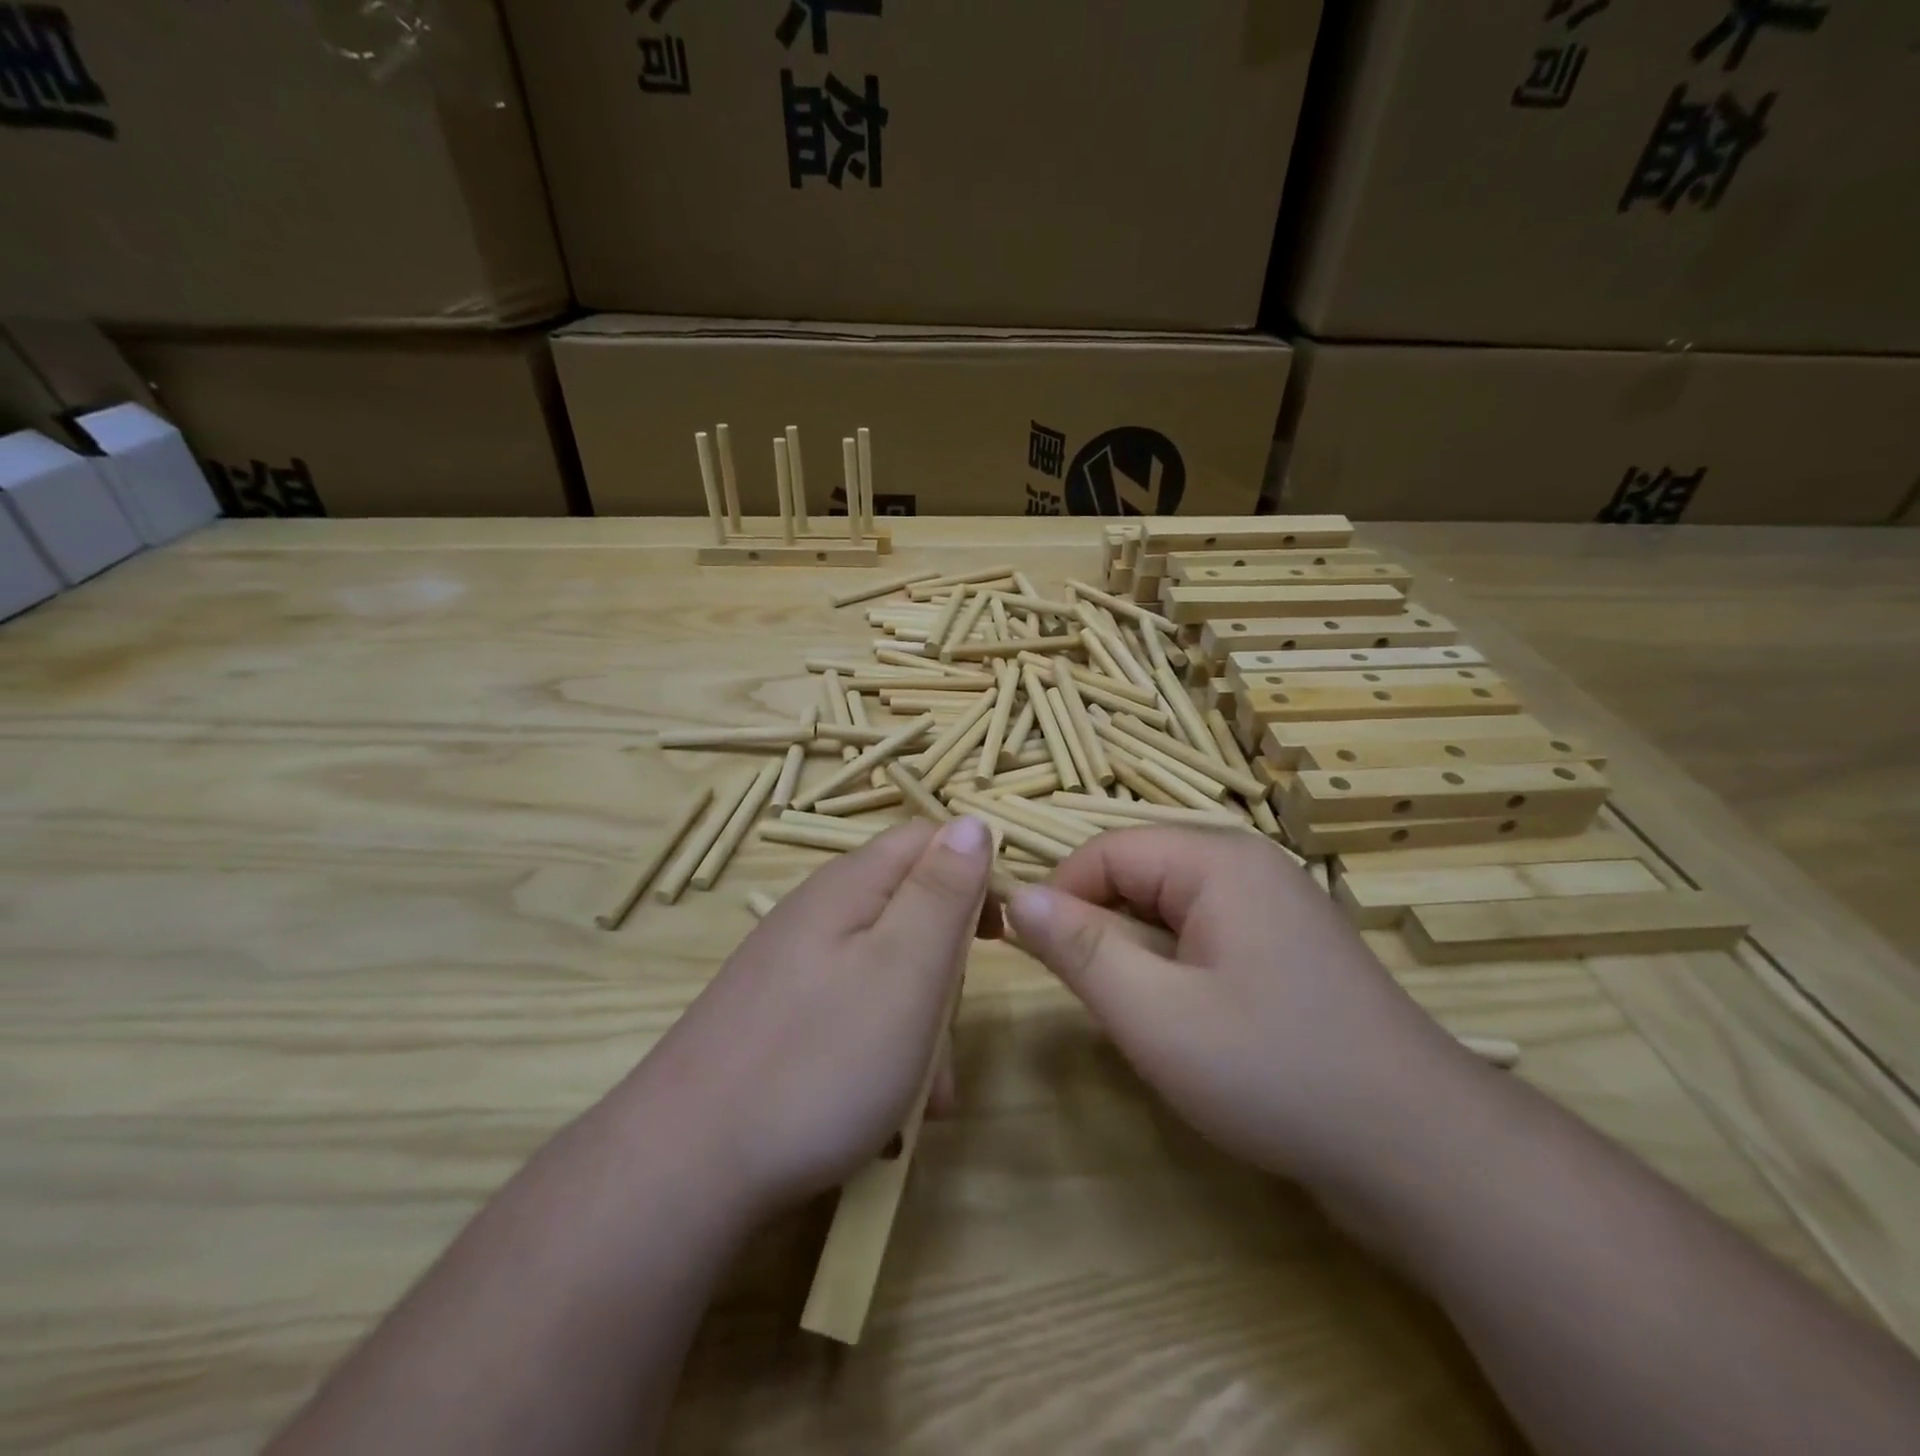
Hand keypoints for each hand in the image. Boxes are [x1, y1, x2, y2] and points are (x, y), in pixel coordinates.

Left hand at [625, 816, 994, 1219]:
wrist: (684, 1165)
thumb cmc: (819, 1060)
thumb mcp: (905, 968)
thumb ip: (942, 891)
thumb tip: (973, 822)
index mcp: (850, 885)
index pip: (930, 840)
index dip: (975, 875)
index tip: (1001, 937)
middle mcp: (819, 913)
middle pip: (910, 908)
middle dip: (946, 968)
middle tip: (950, 1035)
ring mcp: (794, 965)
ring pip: (887, 969)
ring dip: (920, 1023)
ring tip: (924, 1095)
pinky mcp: (779, 1014)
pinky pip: (854, 1010)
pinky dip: (883, 1048)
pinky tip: (885, 1109)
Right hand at [1005, 829, 1470, 1183]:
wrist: (1421, 1152)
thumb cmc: (1275, 1071)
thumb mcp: (1155, 1014)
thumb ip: (1079, 949)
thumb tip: (1017, 896)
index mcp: (1217, 860)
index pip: (1107, 850)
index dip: (1059, 894)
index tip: (1029, 953)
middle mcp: (1248, 866)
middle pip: (1140, 873)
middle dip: (1098, 924)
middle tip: (1085, 994)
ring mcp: (1274, 906)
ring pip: (1169, 907)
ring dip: (1135, 950)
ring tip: (1131, 1010)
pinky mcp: (1287, 948)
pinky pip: (1204, 934)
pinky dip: (1173, 965)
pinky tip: (1182, 1018)